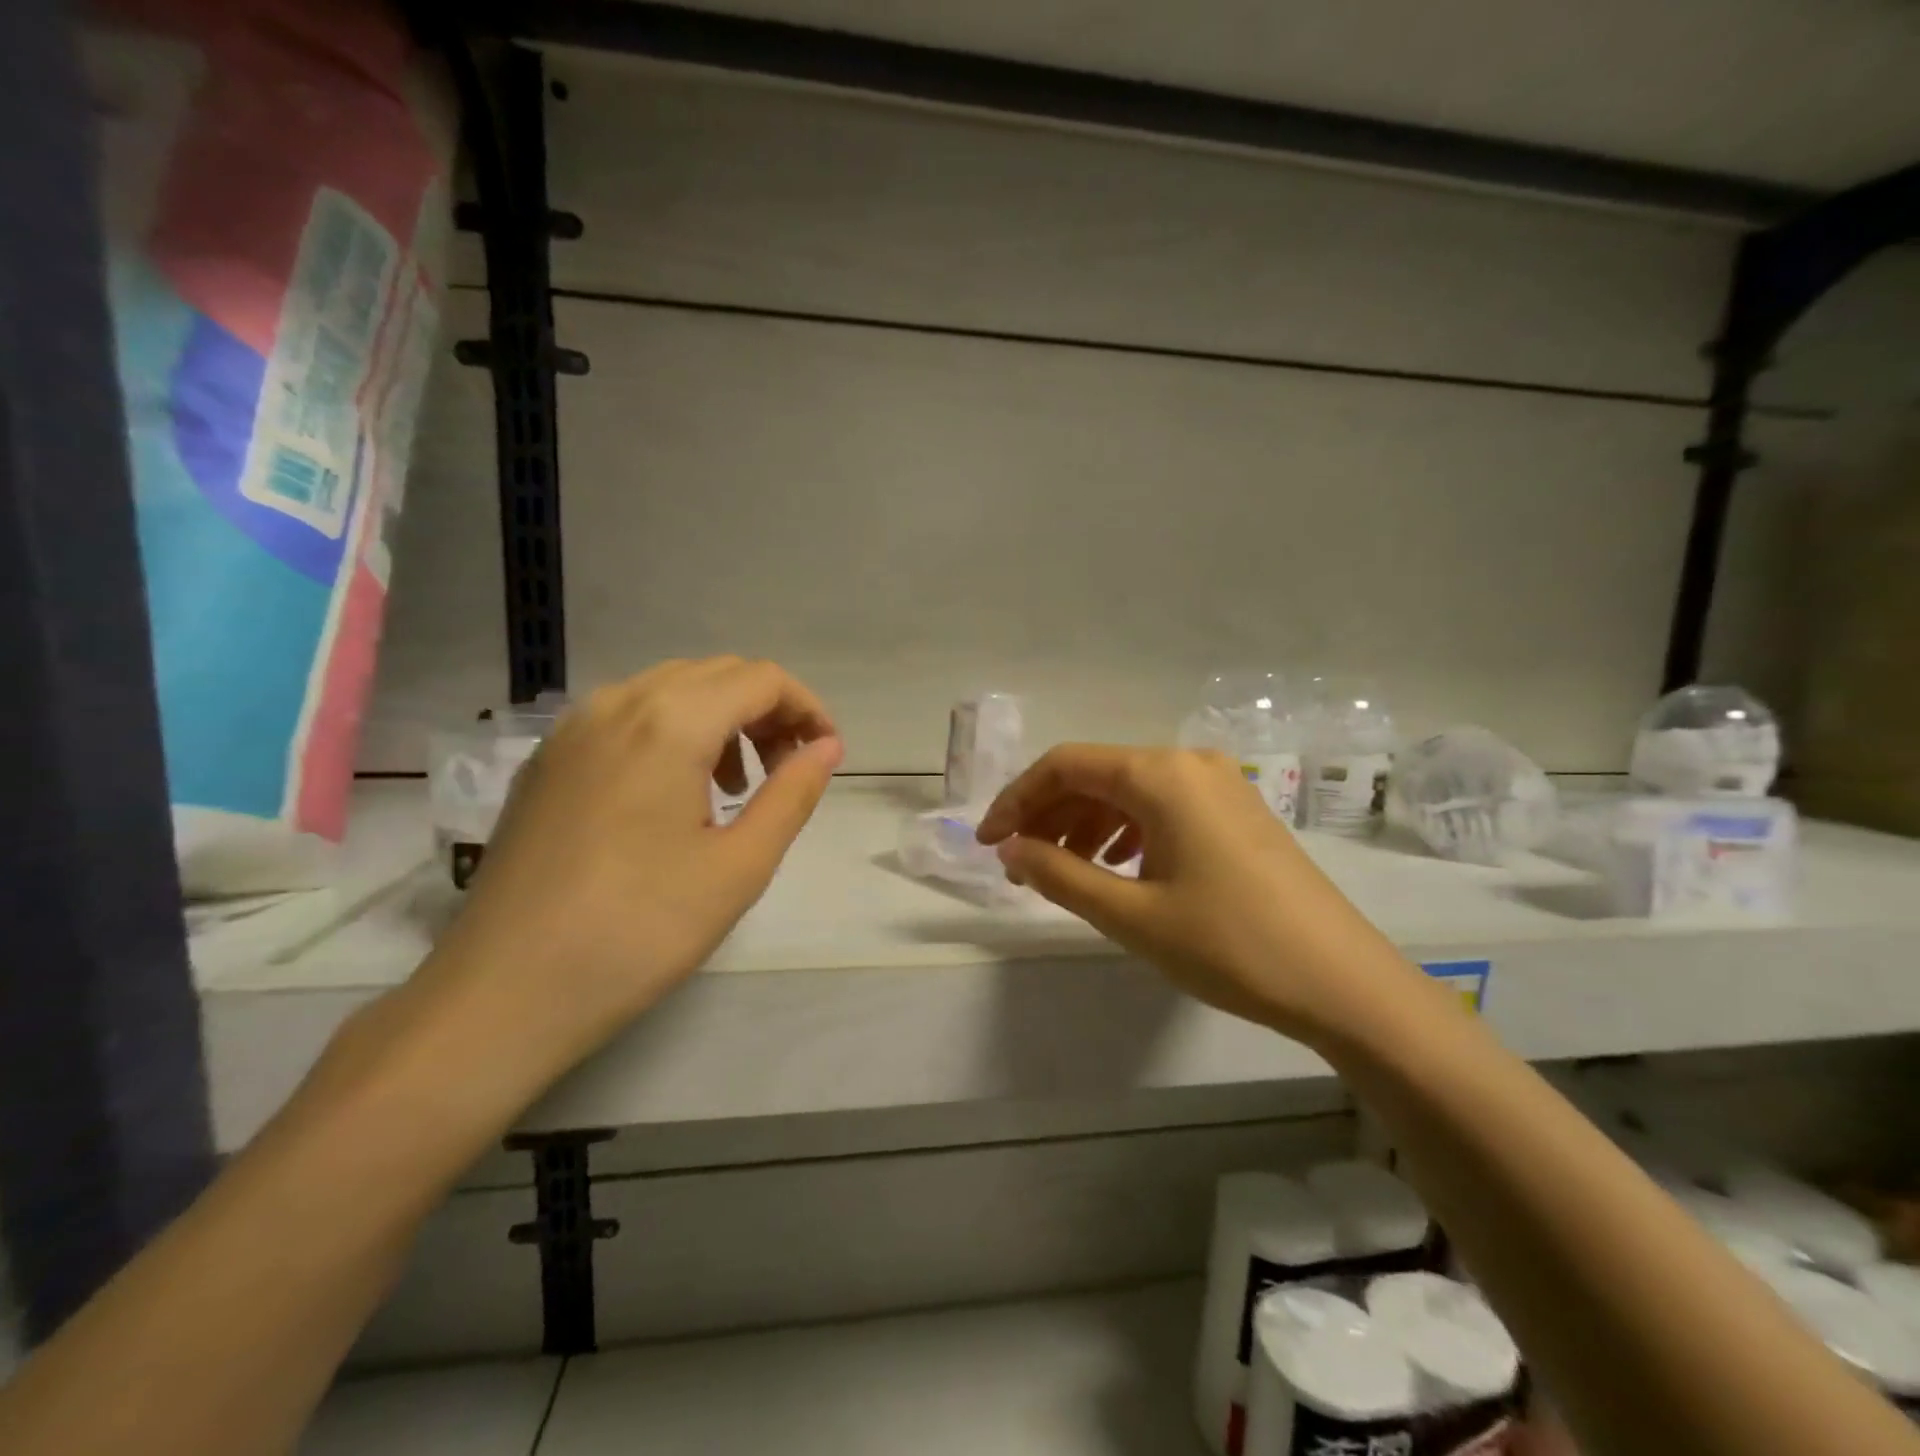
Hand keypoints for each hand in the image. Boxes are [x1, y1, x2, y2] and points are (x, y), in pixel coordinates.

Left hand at [421, 658, 843, 1057]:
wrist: (503, 993)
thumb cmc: (639, 931)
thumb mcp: (739, 866)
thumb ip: (792, 794)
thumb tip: (827, 747)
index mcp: (669, 722)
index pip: (761, 679)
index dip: (808, 709)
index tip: (826, 757)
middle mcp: (617, 704)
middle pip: (717, 675)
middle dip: (767, 712)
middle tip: (787, 772)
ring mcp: (573, 729)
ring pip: (670, 690)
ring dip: (721, 720)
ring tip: (735, 789)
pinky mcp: (548, 760)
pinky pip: (627, 717)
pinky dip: (673, 733)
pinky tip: (675, 797)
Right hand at [975, 745, 1412, 1037]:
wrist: (1343, 982)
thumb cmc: (1228, 944)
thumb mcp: (1130, 914)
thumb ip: (1059, 874)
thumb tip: (1010, 848)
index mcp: (1160, 774)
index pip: (1065, 765)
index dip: (1017, 799)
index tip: (988, 843)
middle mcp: (1189, 763)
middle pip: (1096, 774)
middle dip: (1049, 814)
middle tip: (1020, 864)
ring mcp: (1220, 785)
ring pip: (1129, 791)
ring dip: (1085, 825)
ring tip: (1061, 871)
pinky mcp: (1237, 812)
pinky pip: (1162, 807)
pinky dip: (1125, 832)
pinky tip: (1116, 868)